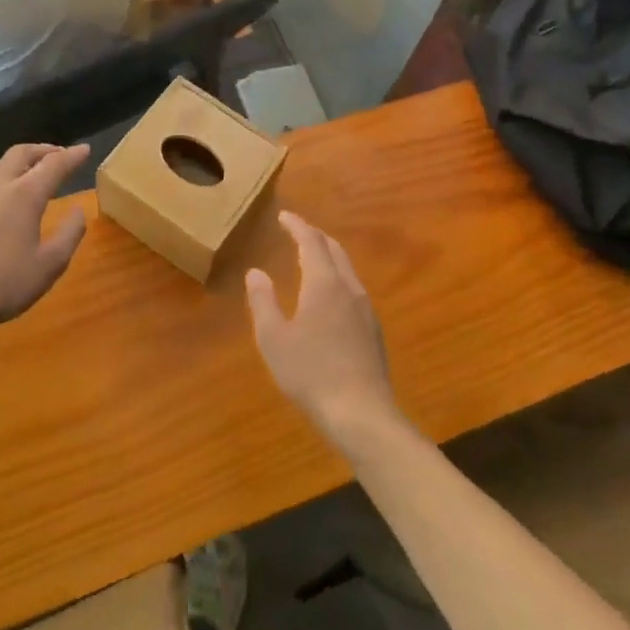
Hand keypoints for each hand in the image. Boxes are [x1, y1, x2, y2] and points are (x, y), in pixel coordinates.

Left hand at [0, 143, 90, 336]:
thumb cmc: (3, 284)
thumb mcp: (50, 265)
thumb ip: (69, 234)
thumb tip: (78, 210)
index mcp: (25, 195)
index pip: (54, 164)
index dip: (72, 155)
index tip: (85, 149)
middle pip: (21, 153)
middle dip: (44, 150)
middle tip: (59, 156)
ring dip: (18, 162)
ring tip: (28, 173)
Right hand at [246, 212, 399, 443]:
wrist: (361, 413)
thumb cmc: (311, 373)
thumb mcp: (274, 339)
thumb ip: (263, 302)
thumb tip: (255, 272)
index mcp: (324, 283)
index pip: (311, 242)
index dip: (297, 226)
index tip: (284, 216)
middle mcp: (348, 288)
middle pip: (334, 250)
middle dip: (315, 237)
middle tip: (297, 232)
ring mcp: (365, 310)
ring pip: (347, 269)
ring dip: (329, 257)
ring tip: (312, 260)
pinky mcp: (373, 331)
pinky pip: (353, 289)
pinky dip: (338, 278)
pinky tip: (330, 298)